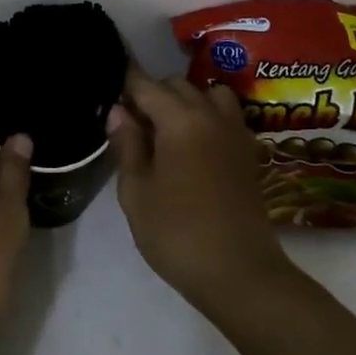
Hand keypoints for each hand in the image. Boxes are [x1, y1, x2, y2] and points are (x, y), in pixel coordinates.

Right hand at [108, 64, 289, 308]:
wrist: (240, 273)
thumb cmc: (177, 233)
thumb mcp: (136, 192)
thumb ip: (127, 145)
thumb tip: (119, 111)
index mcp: (181, 121)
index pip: (147, 85)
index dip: (125, 81)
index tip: (107, 82)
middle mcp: (212, 116)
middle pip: (178, 85)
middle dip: (152, 92)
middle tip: (128, 119)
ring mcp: (235, 133)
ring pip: (208, 94)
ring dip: (184, 100)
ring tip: (164, 128)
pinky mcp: (248, 152)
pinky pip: (225, 116)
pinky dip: (206, 115)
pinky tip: (190, 144)